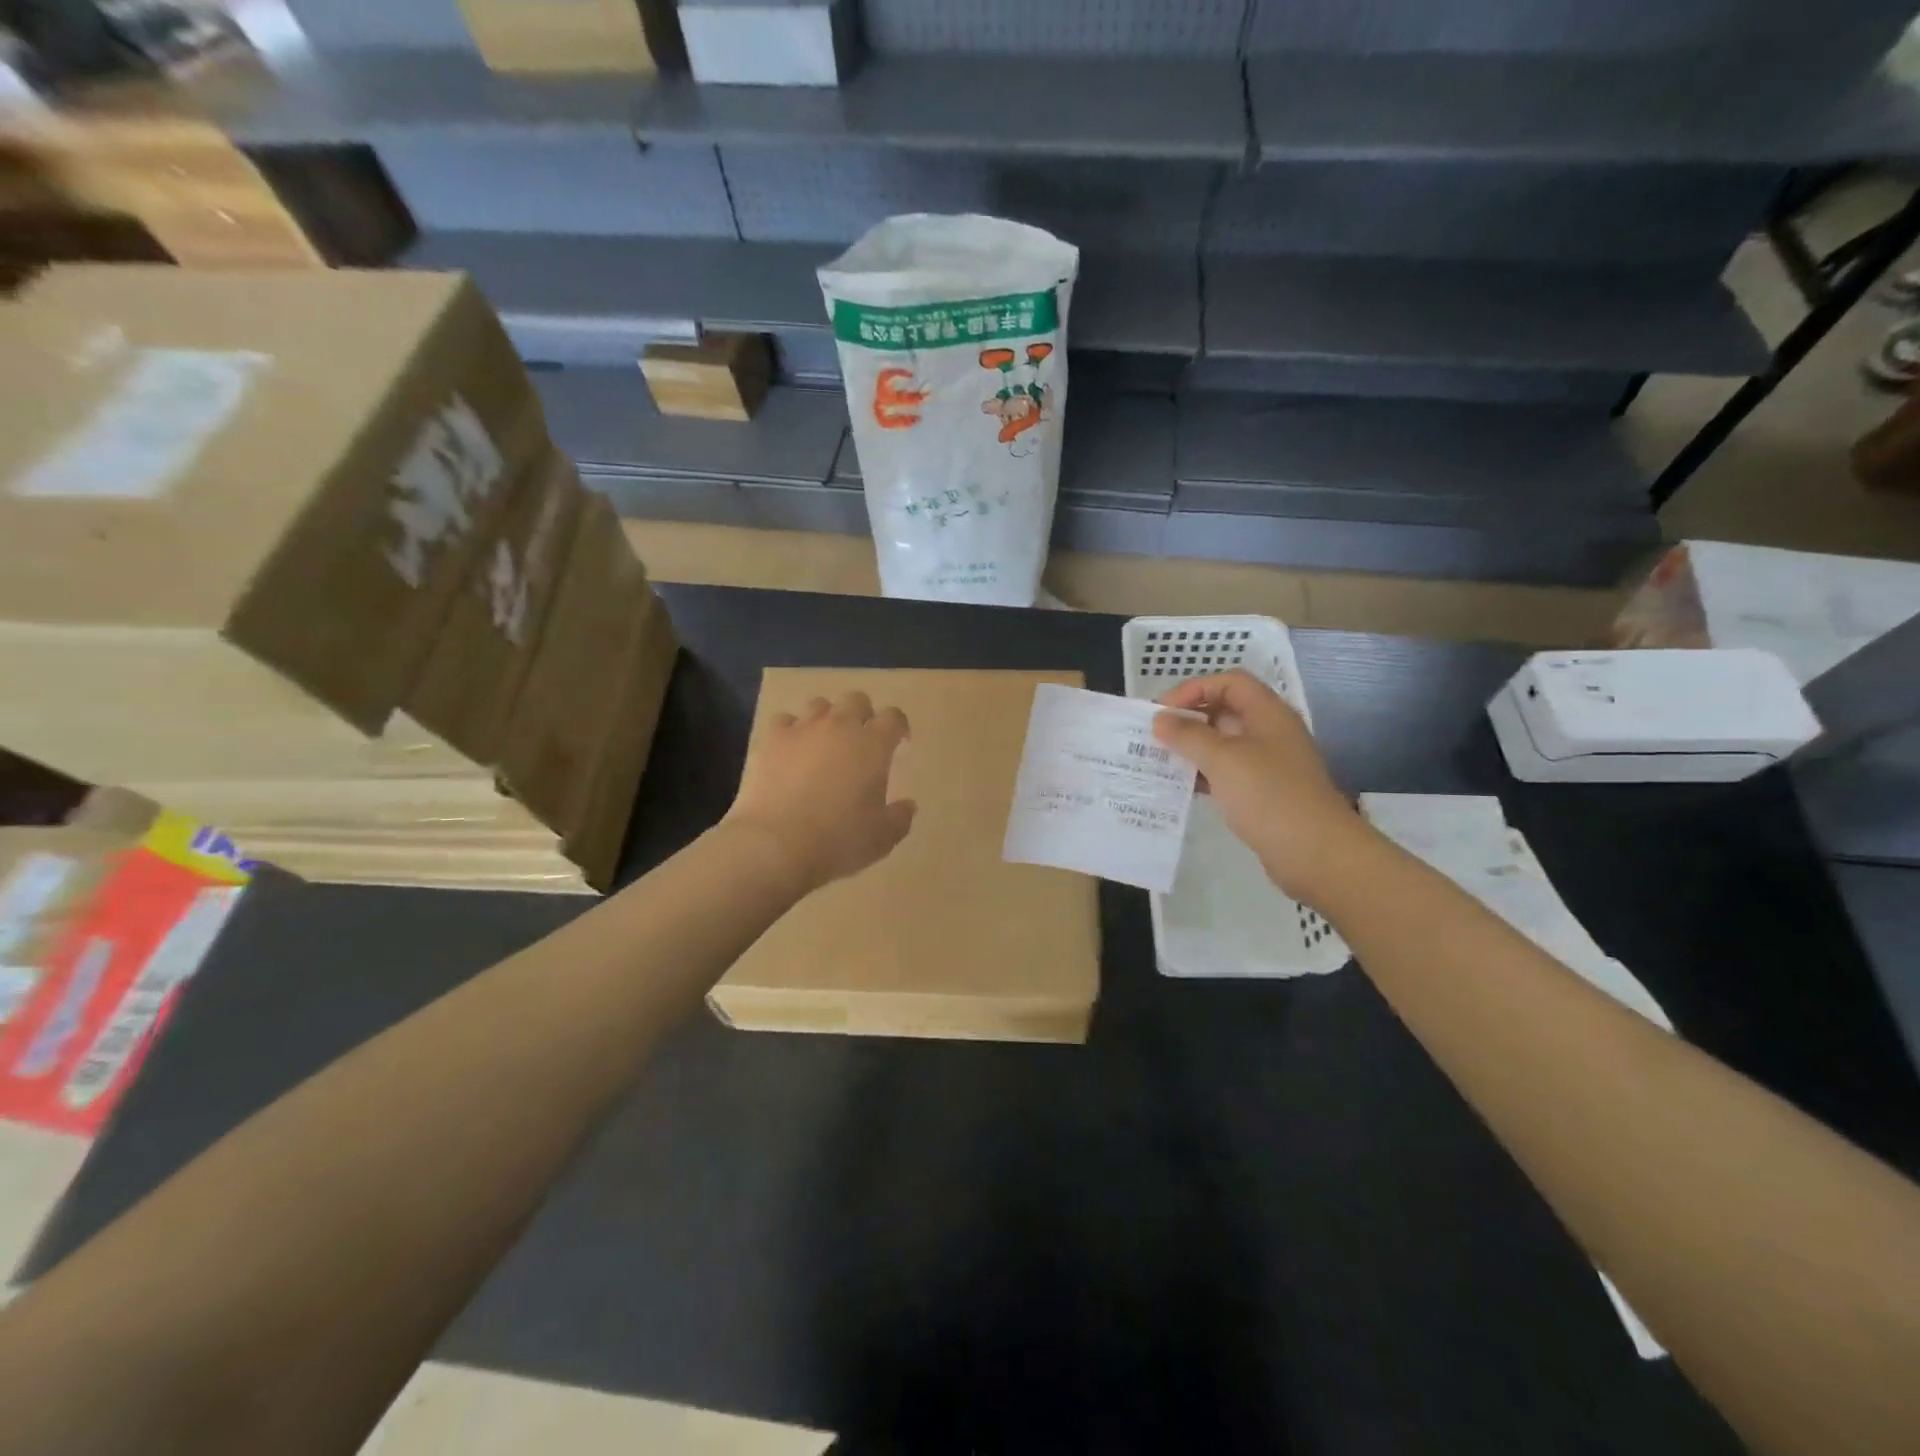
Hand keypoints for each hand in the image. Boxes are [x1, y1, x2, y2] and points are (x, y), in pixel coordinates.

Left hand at [724, 692, 916, 894]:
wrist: (776, 844)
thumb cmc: (838, 840)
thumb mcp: (882, 838)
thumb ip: (900, 818)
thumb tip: (908, 805)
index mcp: (873, 746)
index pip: (893, 717)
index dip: (899, 727)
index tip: (899, 743)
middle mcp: (840, 727)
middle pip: (856, 700)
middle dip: (863, 715)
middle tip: (861, 741)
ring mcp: (803, 730)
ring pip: (819, 704)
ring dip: (827, 718)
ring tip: (825, 742)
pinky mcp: (772, 740)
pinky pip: (784, 720)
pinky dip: (791, 730)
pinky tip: (791, 749)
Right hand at [1152, 670, 1367, 903]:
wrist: (1315, 852)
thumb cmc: (1268, 795)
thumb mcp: (1222, 759)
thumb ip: (1188, 735)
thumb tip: (1160, 720)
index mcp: (1267, 713)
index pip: (1228, 682)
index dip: (1193, 689)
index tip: (1162, 712)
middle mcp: (1270, 732)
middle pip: (1225, 710)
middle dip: (1189, 719)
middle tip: (1155, 736)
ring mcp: (1270, 763)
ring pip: (1225, 744)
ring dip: (1193, 748)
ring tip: (1161, 760)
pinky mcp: (1265, 792)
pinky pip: (1229, 772)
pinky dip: (1204, 774)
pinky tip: (1182, 786)